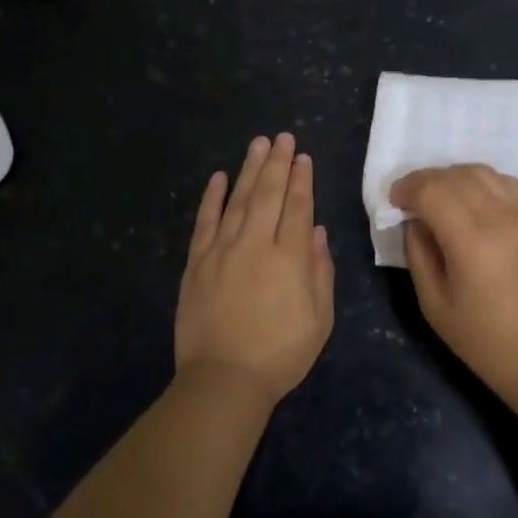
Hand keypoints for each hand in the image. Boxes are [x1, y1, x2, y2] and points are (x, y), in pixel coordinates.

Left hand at [175, 133, 335, 406]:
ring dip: (250, 169)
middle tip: (283, 138)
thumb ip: (320, 271)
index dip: (302, 180)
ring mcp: (222, 250)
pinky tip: (219, 177)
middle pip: (269, 194)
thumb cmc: (280, 353)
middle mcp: (256, 244)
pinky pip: (205, 221)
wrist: (223, 380)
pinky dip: (212, 197)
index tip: (303, 158)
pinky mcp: (197, 262)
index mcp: (289, 258)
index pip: (297, 207)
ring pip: (239, 199)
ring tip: (258, 144)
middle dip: (278, 163)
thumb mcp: (320, 319)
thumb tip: (316, 230)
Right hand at [390, 163, 517, 401]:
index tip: (394, 201)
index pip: (433, 190)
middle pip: (455, 175)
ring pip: (481, 171)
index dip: (408, 188)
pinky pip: (505, 181)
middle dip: (425, 180)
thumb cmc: (482, 338)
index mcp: (471, 240)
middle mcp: (499, 217)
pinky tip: (471, 198)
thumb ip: (418, 253)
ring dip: (452, 176)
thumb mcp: (433, 303)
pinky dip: (481, 180)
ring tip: (438, 196)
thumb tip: (414, 220)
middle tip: (409, 199)